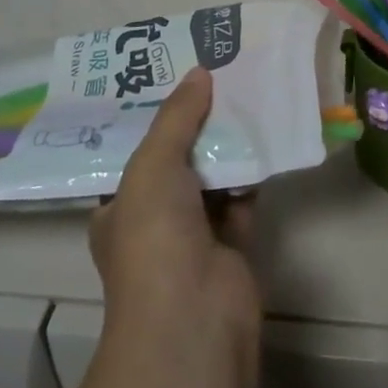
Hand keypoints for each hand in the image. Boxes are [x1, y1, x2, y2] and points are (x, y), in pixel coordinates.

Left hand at [89, 68, 260, 346]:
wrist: (193, 316)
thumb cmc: (154, 237)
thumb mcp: (152, 165)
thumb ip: (176, 117)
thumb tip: (199, 71)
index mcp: (119, 209)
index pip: (136, 155)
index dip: (157, 119)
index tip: (181, 80)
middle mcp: (154, 222)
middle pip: (179, 162)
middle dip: (198, 126)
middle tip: (221, 78)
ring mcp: (194, 237)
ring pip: (214, 178)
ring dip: (229, 145)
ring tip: (248, 94)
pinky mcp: (233, 245)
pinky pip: (243, 197)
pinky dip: (253, 172)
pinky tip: (267, 135)